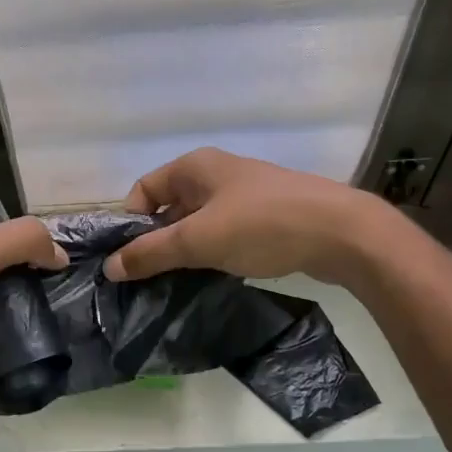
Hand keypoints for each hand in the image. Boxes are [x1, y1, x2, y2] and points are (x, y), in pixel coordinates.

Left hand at [0, 216, 66, 430]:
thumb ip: (16, 243)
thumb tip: (60, 253)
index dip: (23, 240)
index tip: (60, 250)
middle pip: (1, 275)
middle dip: (33, 277)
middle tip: (73, 283)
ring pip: (3, 312)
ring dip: (30, 313)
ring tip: (71, 312)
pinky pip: (0, 347)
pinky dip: (21, 347)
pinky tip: (51, 344)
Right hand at [102, 147, 384, 285]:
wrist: (341, 233)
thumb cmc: (261, 225)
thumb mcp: (198, 240)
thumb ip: (151, 253)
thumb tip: (109, 267)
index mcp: (194, 167)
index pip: (143, 190)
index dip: (131, 222)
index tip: (128, 259)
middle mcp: (215, 174)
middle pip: (169, 208)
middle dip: (156, 241)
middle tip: (148, 279)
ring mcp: (242, 195)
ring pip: (196, 224)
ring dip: (184, 251)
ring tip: (176, 284)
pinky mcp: (263, 217)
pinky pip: (222, 234)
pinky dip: (211, 253)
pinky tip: (211, 278)